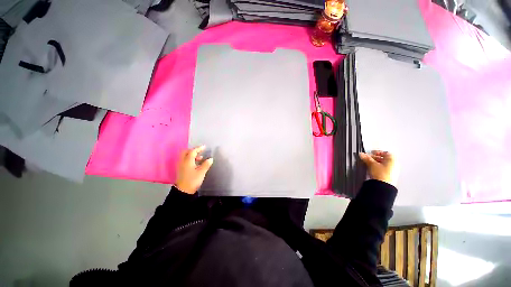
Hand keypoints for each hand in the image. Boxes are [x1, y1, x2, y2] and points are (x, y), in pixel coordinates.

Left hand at [175, 146, 213, 193]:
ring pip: (185, 157)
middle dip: (193, 150)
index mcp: (187, 161)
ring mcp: (181, 166)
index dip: (199, 148)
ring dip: (192, 155)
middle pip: (186, 152)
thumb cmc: (193, 180)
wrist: (183, 191)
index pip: (192, 151)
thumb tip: (210, 159)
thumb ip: (206, 164)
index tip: (204, 147)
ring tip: (200, 158)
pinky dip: (190, 159)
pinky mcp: (181, 170)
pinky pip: (185, 161)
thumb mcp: (201, 172)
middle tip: (200, 151)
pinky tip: (196, 164)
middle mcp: (183, 162)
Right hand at [359, 150, 397, 185]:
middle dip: (375, 158)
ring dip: (376, 163)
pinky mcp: (390, 176)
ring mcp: (393, 171)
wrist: (383, 186)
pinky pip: (384, 169)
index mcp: (392, 159)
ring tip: (369, 164)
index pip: (385, 152)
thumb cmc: (381, 174)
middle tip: (368, 158)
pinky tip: (372, 169)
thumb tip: (362, 154)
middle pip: (384, 158)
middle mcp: (394, 164)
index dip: (377, 152)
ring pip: (384, 164)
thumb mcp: (371, 164)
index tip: (371, 153)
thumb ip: (366, 158)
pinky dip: (378, 168)